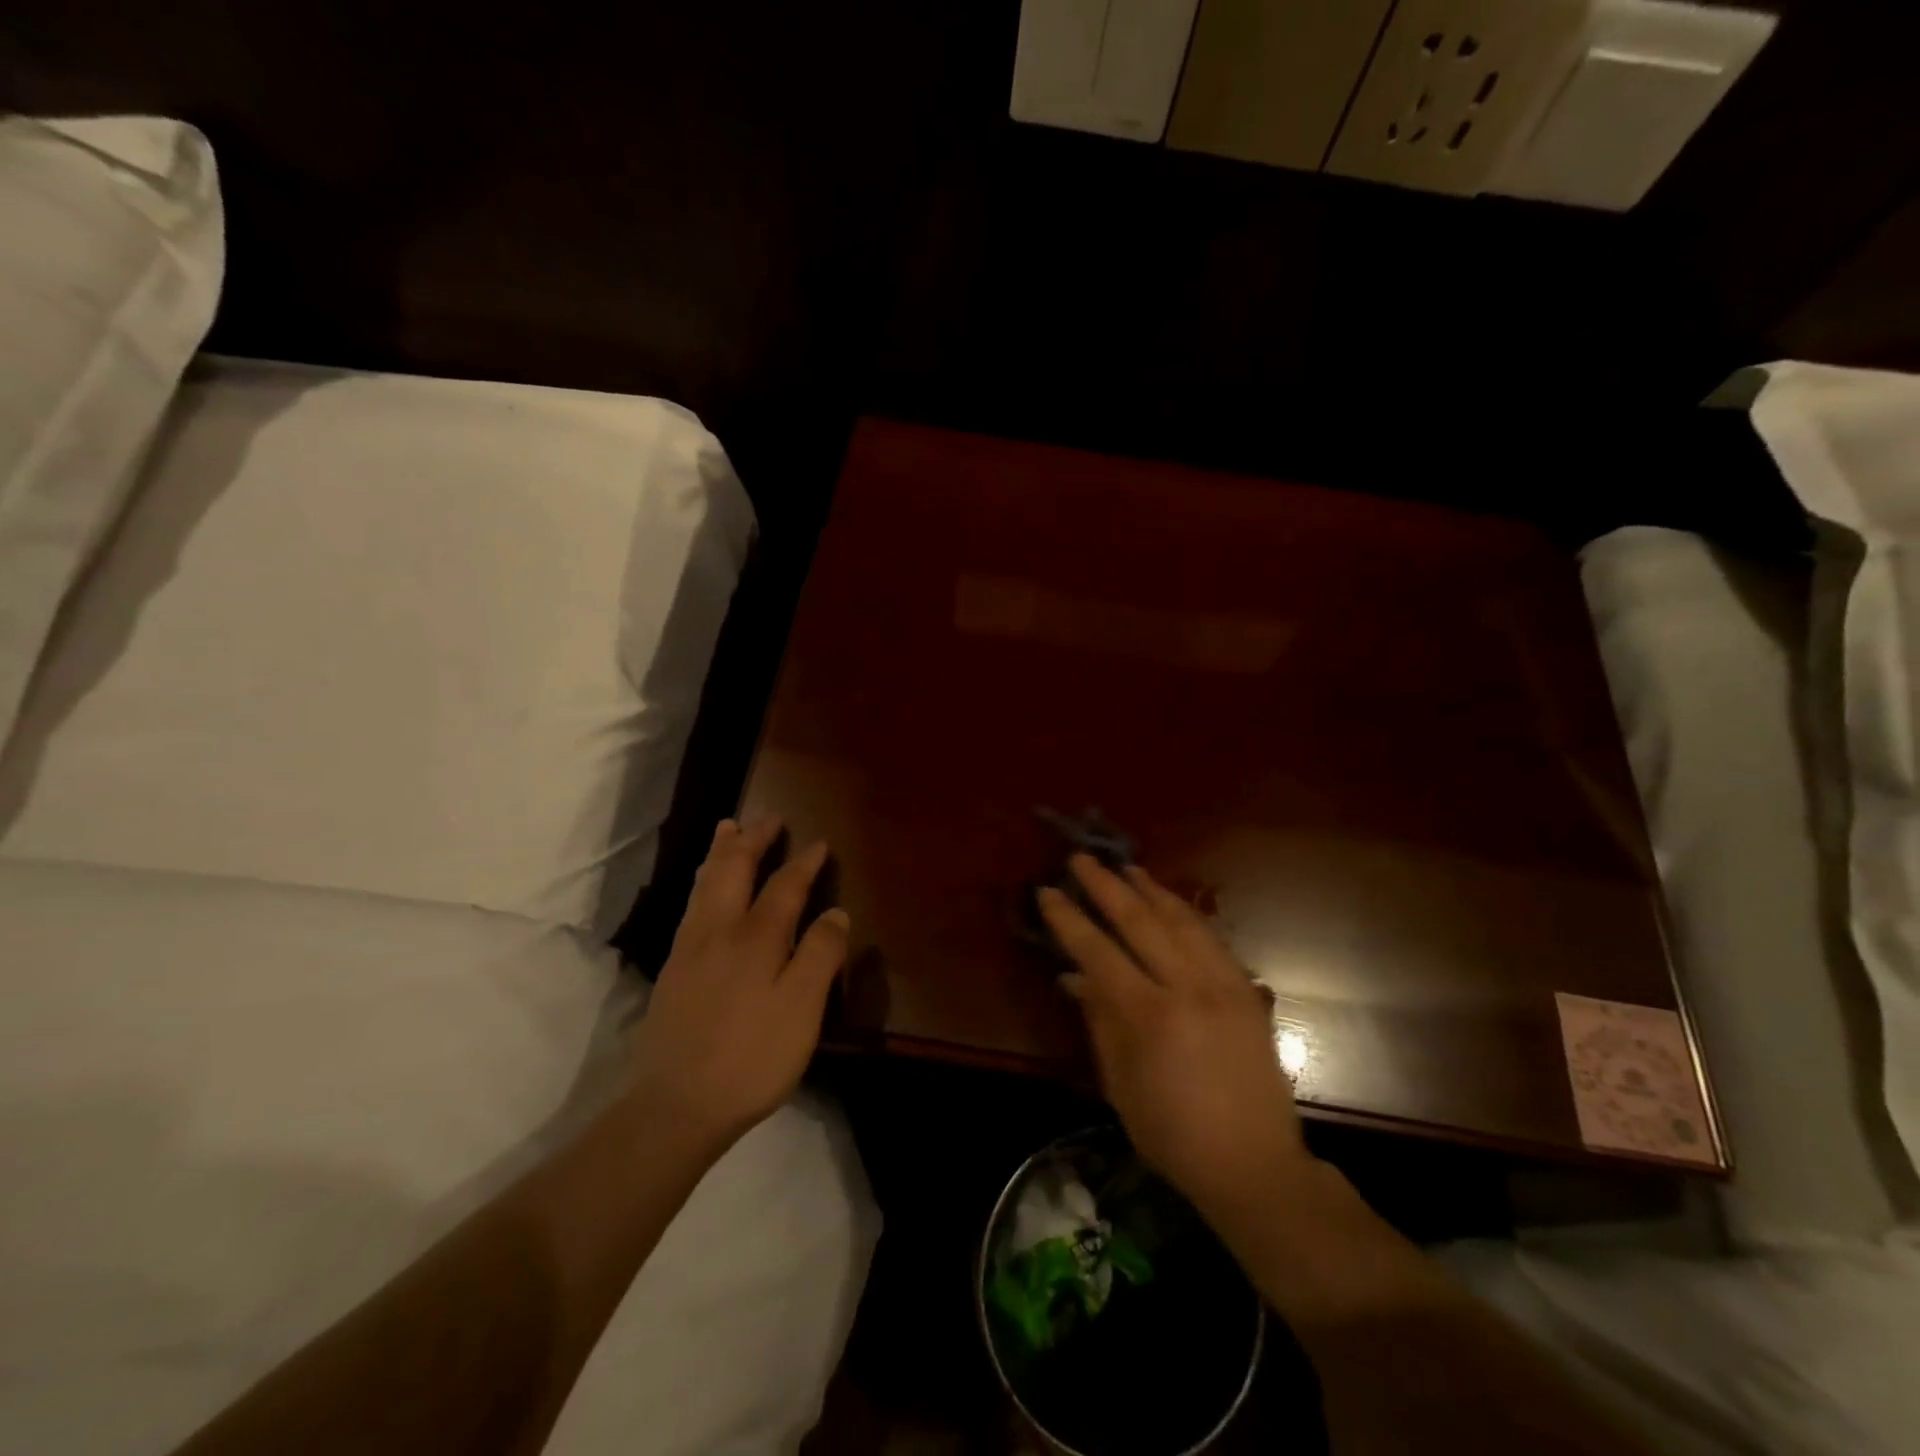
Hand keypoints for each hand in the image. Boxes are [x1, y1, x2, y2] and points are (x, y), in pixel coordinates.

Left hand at [629, 817, 848, 1152]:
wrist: (675, 1106)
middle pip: (734, 870)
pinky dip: (702, 881)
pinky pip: (691, 905)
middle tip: (768, 818)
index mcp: (756, 937)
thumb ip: (820, 955)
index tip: (819, 844)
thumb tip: (836, 911)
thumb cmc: (751, 1057)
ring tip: (728, 830)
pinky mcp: (672, 971)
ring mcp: (690, 949)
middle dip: (753, 840)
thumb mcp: (802, 1009)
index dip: (804, 863)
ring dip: (721, 853)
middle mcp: (719, 931)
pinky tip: (704, 889)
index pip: (784, 886)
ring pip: (705, 884)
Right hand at [1038, 855, 1312, 1217]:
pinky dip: (1186, 914)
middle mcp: (1188, 988)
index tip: (1049, 891)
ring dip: (1150, 889)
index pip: (1098, 951)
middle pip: (1140, 921)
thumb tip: (1075, 974)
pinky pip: (1212, 938)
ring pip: (1182, 920)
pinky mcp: (1247, 991)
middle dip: (1106, 885)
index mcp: (1149, 1015)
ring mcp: (1224, 985)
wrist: (1253, 1165)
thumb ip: (1099, 1019)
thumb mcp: (1119, 1082)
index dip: (1070, 919)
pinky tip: (1170, 903)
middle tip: (1083, 859)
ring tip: (1127, 867)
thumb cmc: (1172, 1133)